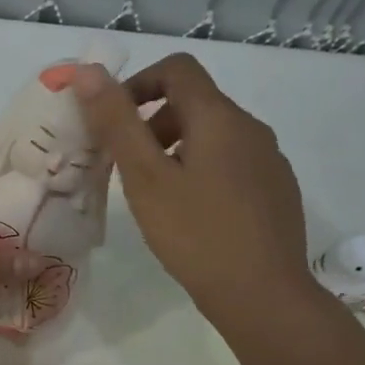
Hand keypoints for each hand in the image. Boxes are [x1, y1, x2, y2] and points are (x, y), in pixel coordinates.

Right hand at [73, 53, 315, 321]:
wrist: (263, 295)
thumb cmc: (196, 234)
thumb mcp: (146, 178)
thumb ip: (117, 123)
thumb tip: (87, 72)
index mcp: (219, 117)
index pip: (177, 69)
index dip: (138, 84)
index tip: (114, 124)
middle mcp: (251, 128)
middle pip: (195, 103)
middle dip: (153, 125)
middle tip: (128, 171)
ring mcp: (270, 161)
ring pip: (214, 137)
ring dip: (176, 152)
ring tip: (157, 198)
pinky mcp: (277, 191)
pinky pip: (232, 165)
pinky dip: (203, 174)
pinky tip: (193, 218)